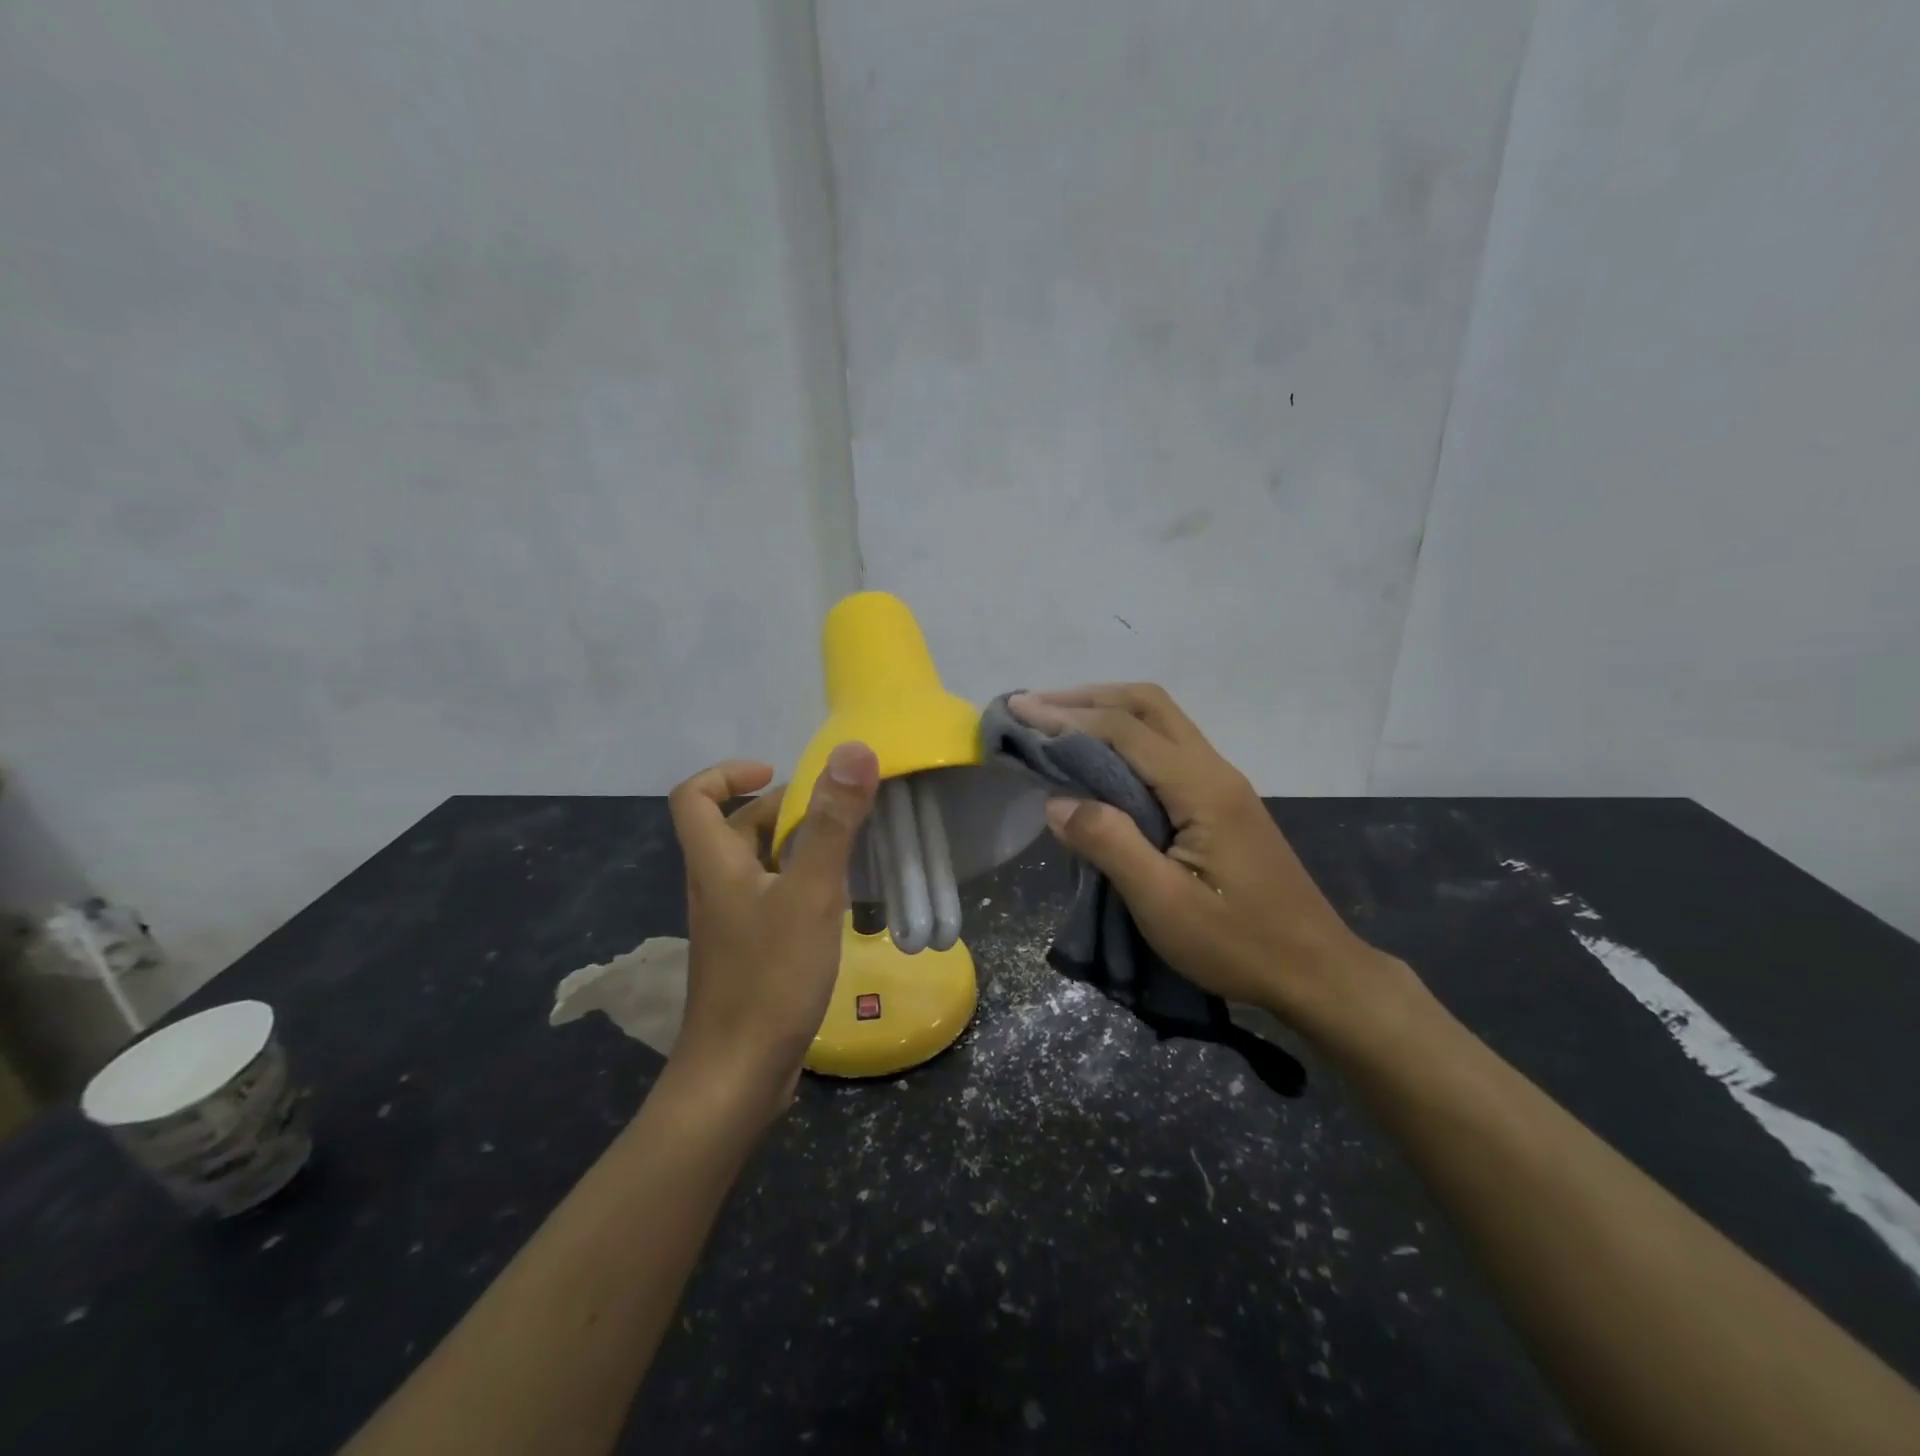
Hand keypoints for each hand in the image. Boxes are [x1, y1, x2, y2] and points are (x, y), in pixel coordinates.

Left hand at [665, 744, 879, 1121]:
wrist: (738, 1075)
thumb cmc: (770, 977)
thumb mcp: (810, 893)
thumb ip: (832, 822)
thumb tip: (853, 750)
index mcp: (715, 863)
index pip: (692, 796)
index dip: (728, 773)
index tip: (776, 773)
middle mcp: (715, 886)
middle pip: (733, 827)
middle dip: (779, 809)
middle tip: (832, 811)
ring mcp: (731, 922)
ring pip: (756, 864)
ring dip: (795, 847)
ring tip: (846, 849)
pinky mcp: (749, 951)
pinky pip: (771, 897)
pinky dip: (800, 884)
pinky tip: (839, 901)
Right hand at [1009, 685, 1402, 1035]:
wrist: (1316, 971)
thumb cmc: (1239, 944)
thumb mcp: (1165, 905)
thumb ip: (1110, 844)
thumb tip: (1057, 800)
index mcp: (1201, 788)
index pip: (1125, 730)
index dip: (1067, 717)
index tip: (1018, 712)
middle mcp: (1213, 770)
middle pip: (1148, 705)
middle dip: (1087, 698)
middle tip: (1034, 708)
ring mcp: (1221, 784)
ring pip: (1160, 721)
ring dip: (1107, 712)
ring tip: (1056, 723)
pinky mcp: (1220, 802)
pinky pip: (1165, 749)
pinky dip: (1124, 738)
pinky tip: (1099, 760)